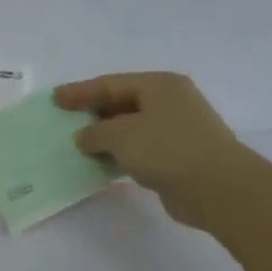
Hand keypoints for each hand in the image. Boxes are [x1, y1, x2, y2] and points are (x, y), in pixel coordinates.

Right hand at [53, 72, 244, 230]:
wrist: (216, 187)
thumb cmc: (167, 149)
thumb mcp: (121, 135)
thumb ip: (95, 132)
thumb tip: (84, 136)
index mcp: (159, 85)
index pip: (111, 83)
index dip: (81, 91)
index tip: (55, 98)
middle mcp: (170, 102)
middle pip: (122, 103)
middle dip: (93, 113)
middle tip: (65, 120)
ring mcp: (177, 130)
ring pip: (131, 128)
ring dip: (105, 137)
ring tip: (78, 145)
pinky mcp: (178, 156)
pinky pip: (140, 150)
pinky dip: (120, 155)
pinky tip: (101, 165)